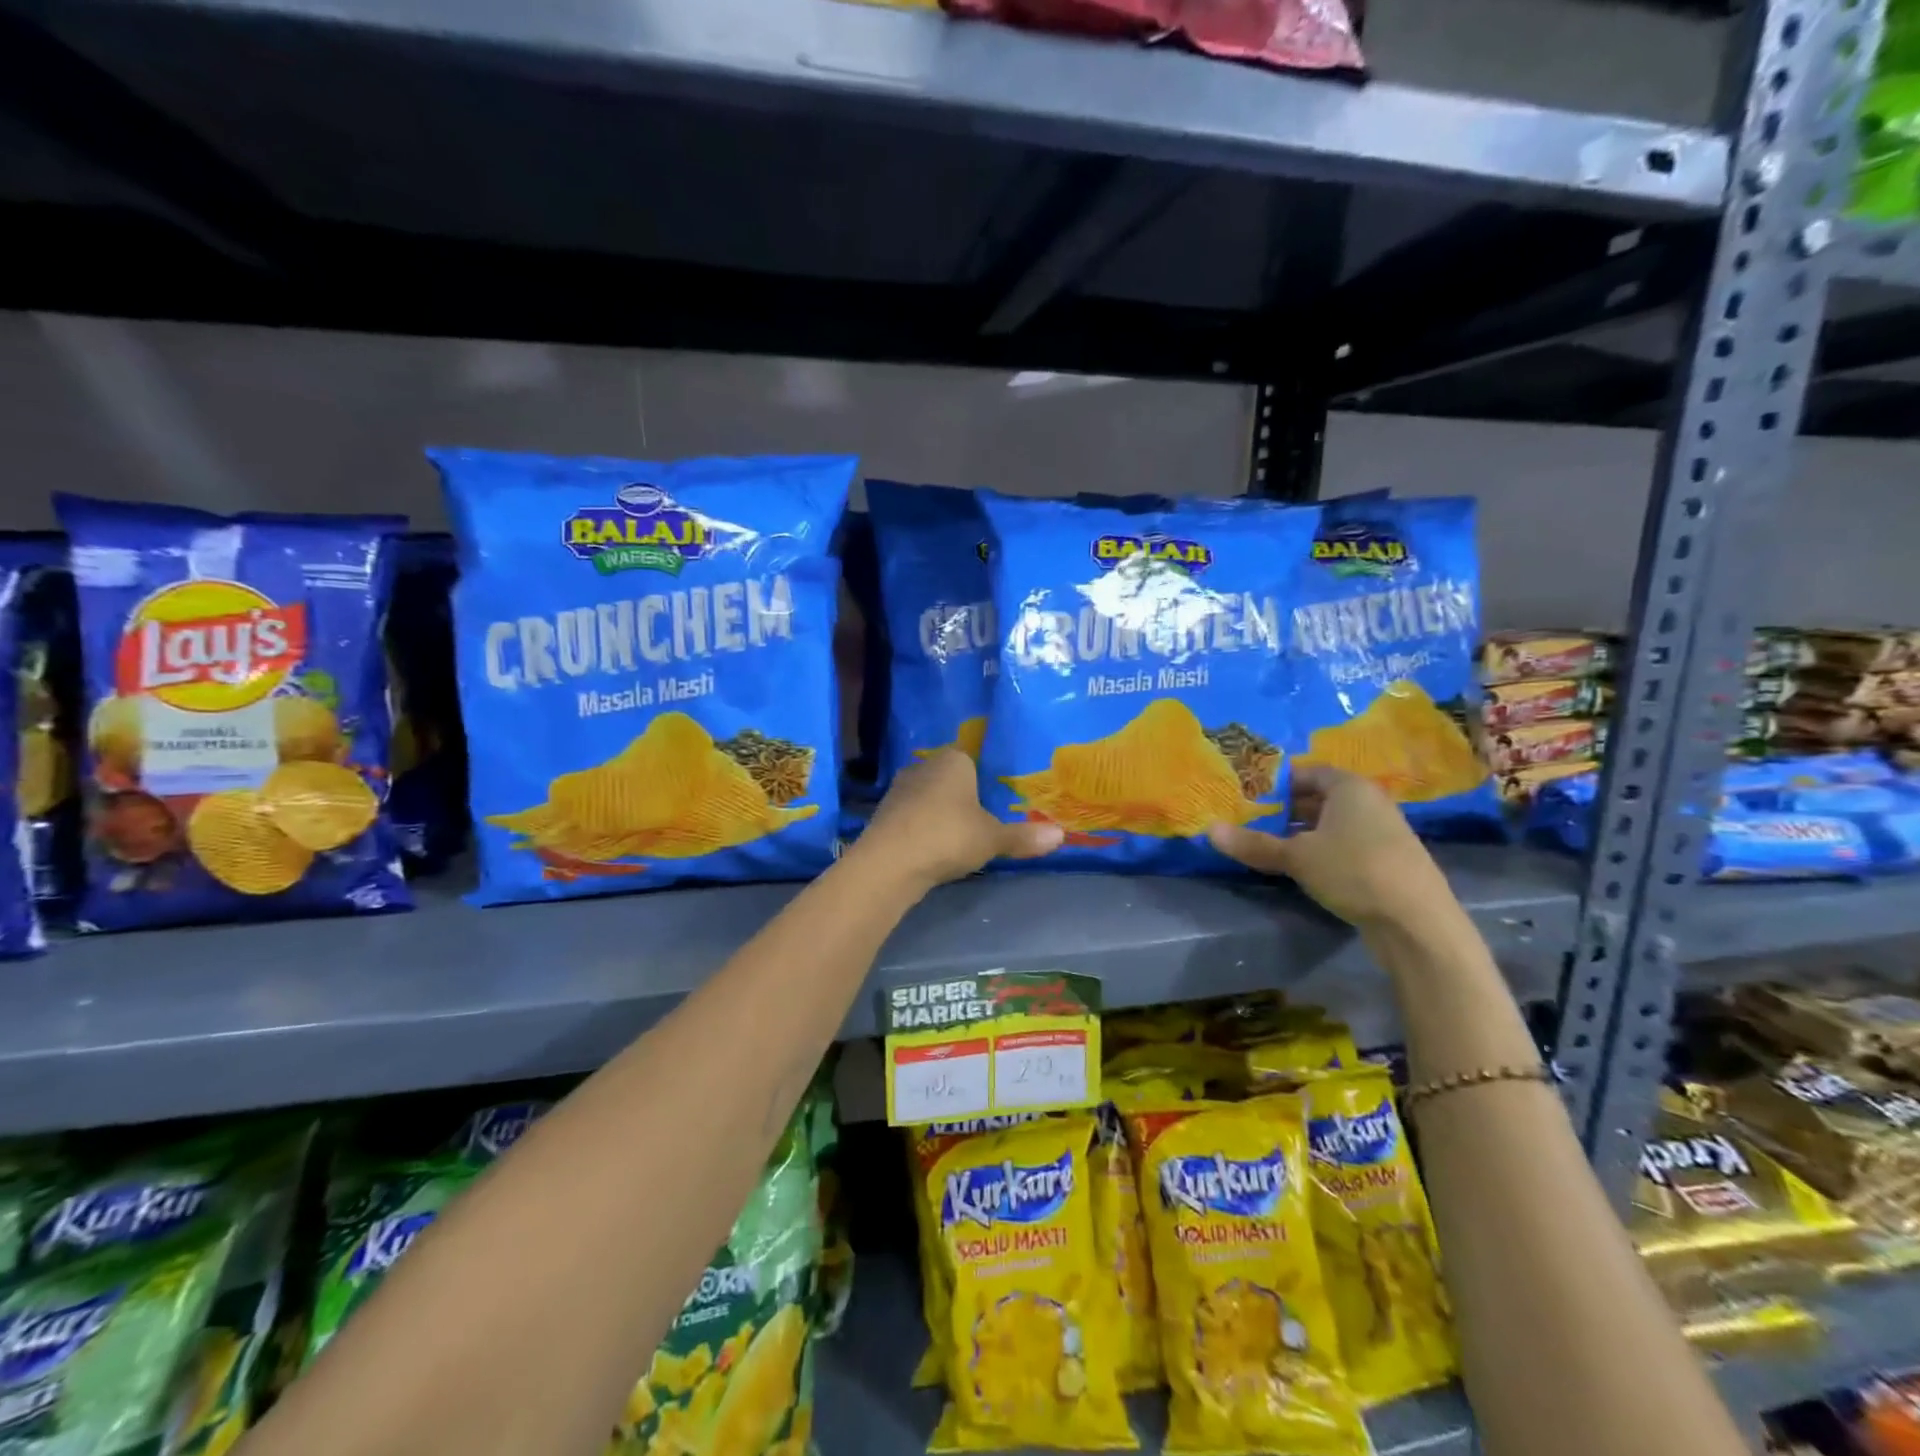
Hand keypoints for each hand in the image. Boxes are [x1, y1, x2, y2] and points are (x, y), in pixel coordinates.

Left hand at [857, 748, 1063, 890]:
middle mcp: (924, 766)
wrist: (890, 862)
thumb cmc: (948, 836)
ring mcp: (899, 789)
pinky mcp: (884, 814)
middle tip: (982, 818)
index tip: (997, 799)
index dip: (985, 778)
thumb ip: (1024, 836)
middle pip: (949, 778)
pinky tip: (932, 847)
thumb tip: (1062, 835)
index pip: (972, 759)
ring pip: (928, 796)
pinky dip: (922, 828)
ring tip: (958, 836)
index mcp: (953, 760)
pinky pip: (912, 816)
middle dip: (962, 796)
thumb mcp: (993, 838)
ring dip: (940, 813)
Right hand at [1207, 765, 1455, 930]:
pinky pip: (1346, 844)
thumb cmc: (1353, 871)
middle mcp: (1369, 802)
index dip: (1276, 783)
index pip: (1306, 772)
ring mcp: (1382, 832)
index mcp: (1350, 787)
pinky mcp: (1387, 861)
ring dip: (1302, 832)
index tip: (1247, 797)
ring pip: (1332, 823)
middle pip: (1319, 797)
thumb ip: (1254, 843)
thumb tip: (1209, 830)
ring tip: (1269, 845)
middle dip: (1285, 808)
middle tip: (1250, 820)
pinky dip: (1322, 850)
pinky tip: (1302, 868)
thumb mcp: (1296, 857)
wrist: (1417, 923)